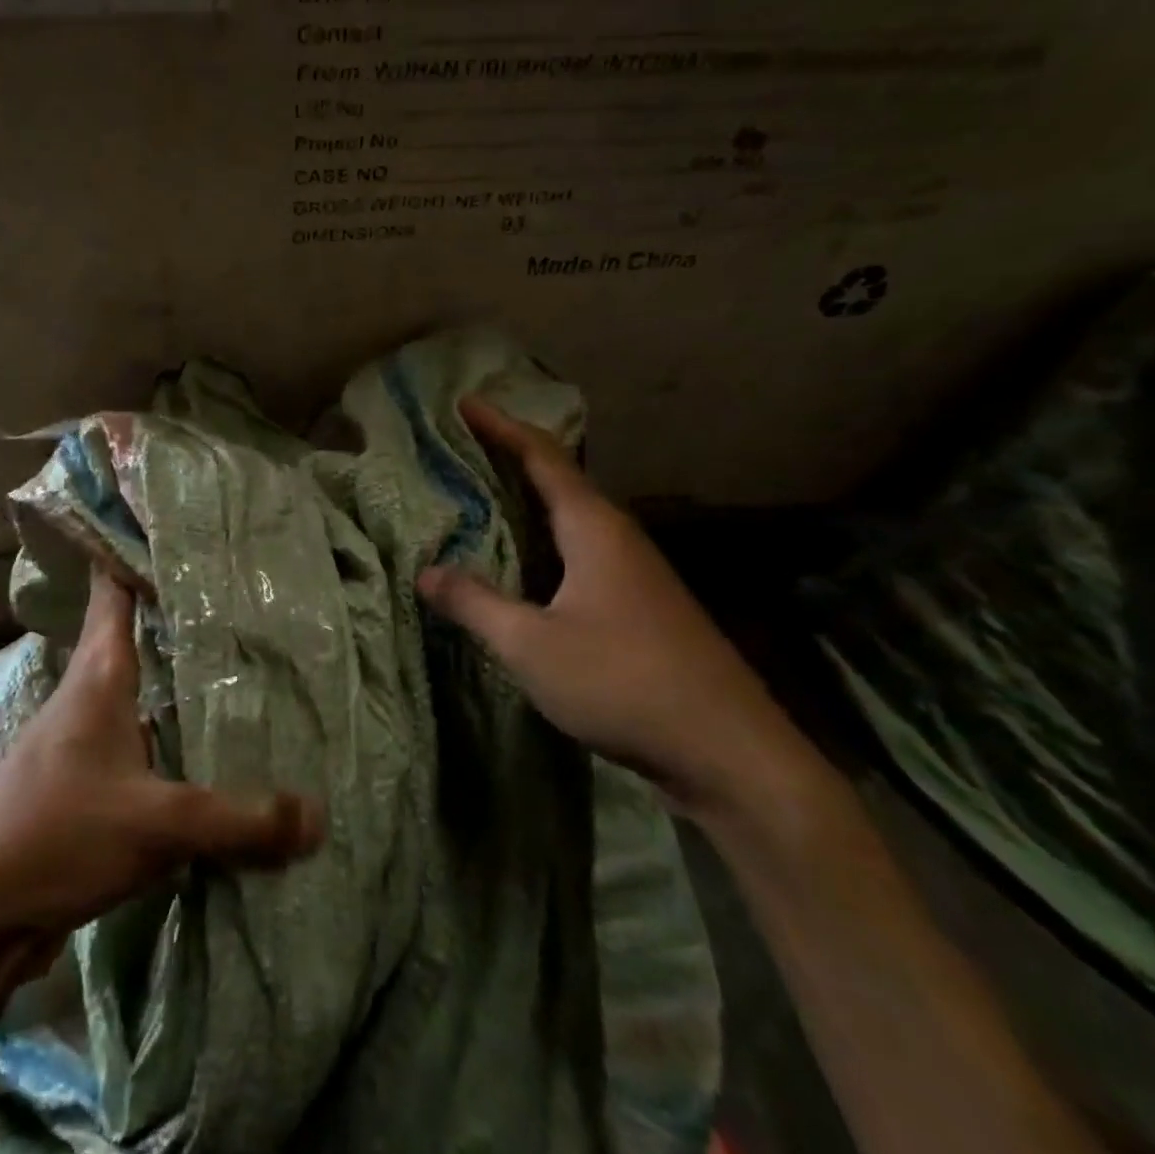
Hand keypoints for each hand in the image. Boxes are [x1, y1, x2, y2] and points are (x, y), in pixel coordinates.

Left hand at [0, 570, 325, 956]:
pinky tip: (204, 747)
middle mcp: (87, 697)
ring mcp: (80, 742)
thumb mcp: (156, 824)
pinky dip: (170, 733)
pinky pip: (138, 741)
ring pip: (140, 690)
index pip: (113, 590)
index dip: (135, 551)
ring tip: (235, 665)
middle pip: (135, 635)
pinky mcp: (82, 785)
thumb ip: (239, 820)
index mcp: (97, 677)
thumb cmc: (56, 836)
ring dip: (176, 678)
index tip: (175, 524)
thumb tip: (320, 817)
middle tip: (237, 594)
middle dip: (179, 614)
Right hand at [416, 396, 807, 812]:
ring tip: (480, 498)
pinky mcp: (639, 605)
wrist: (728, 750)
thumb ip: (476, 603)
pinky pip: (579, 553)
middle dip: (510, 458)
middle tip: (462, 448)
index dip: (502, 426)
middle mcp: (617, 537)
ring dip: (527, 502)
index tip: (465, 403)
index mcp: (594, 528)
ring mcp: (634, 572)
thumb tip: (426, 572)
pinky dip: (542, 543)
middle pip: (558, 480)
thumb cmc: (623, 681)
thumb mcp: (532, 644)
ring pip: (570, 520)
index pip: (542, 457)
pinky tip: (521, 567)